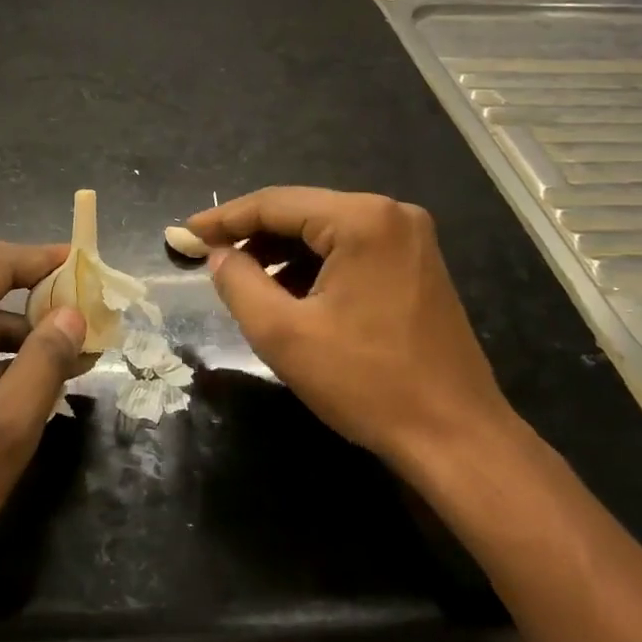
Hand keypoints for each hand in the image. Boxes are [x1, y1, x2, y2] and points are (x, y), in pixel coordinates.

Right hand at [187, 187, 512, 463]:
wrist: (456, 437)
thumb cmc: (366, 383)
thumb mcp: (283, 333)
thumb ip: (238, 282)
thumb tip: (218, 255)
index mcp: (362, 219)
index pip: (275, 204)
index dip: (224, 219)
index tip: (185, 235)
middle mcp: (392, 214)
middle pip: (302, 213)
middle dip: (252, 236)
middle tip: (208, 260)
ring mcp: (410, 239)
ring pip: (325, 232)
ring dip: (281, 253)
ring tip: (243, 282)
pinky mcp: (417, 265)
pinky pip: (350, 250)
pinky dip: (313, 267)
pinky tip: (289, 295)